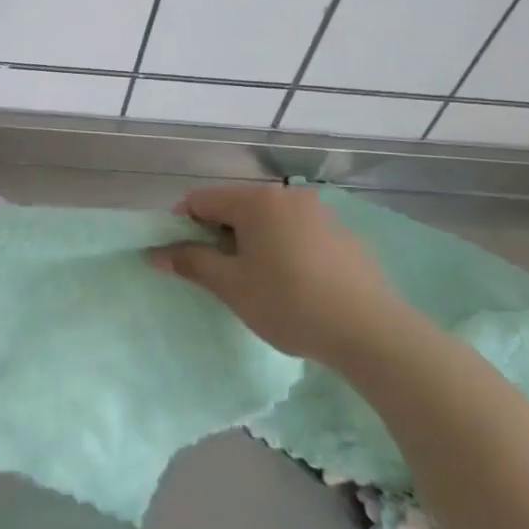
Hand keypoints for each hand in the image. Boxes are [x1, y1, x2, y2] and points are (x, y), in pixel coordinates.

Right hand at [148, 185, 417, 366]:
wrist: (372, 332)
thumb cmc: (289, 303)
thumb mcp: (231, 286)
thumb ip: (191, 262)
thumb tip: (156, 252)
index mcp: (256, 201)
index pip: (200, 200)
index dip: (182, 226)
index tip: (182, 259)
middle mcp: (288, 196)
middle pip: (234, 207)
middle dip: (217, 236)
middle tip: (218, 275)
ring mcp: (319, 213)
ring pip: (266, 221)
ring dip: (249, 243)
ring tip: (254, 282)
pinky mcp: (342, 235)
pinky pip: (295, 232)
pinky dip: (280, 249)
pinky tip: (291, 284)